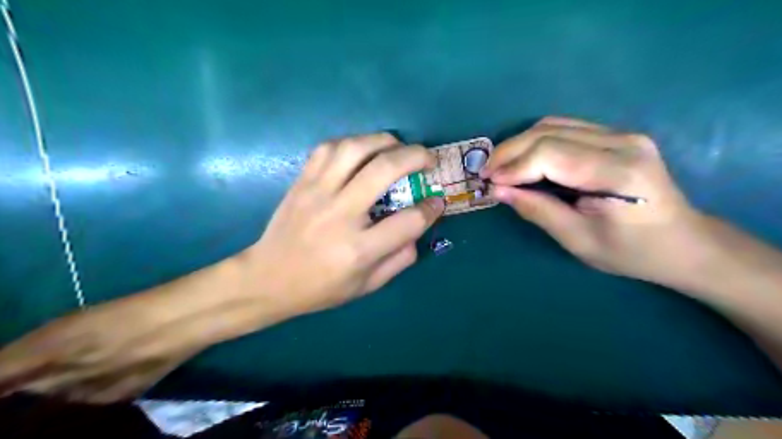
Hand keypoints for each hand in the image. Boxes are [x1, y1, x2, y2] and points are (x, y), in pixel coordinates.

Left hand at [0, 132, 441, 403]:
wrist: (267, 278)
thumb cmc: (320, 288)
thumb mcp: (366, 286)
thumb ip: (399, 259)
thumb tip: (419, 227)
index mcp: (359, 249)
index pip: (409, 221)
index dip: (431, 208)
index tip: (438, 201)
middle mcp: (340, 214)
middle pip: (385, 170)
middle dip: (416, 157)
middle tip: (428, 159)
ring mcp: (317, 193)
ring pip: (354, 148)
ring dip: (384, 140)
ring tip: (398, 147)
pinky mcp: (301, 182)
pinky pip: (327, 148)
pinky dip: (352, 142)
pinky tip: (362, 150)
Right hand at [486, 114, 716, 290]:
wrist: (684, 243)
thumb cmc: (632, 252)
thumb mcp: (579, 240)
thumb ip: (537, 210)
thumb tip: (498, 191)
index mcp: (618, 173)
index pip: (550, 154)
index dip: (513, 166)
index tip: (487, 182)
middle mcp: (622, 142)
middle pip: (549, 132)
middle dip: (509, 151)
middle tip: (486, 173)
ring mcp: (622, 134)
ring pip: (554, 125)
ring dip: (520, 144)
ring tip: (500, 167)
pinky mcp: (617, 136)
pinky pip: (565, 129)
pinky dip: (536, 143)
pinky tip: (524, 161)